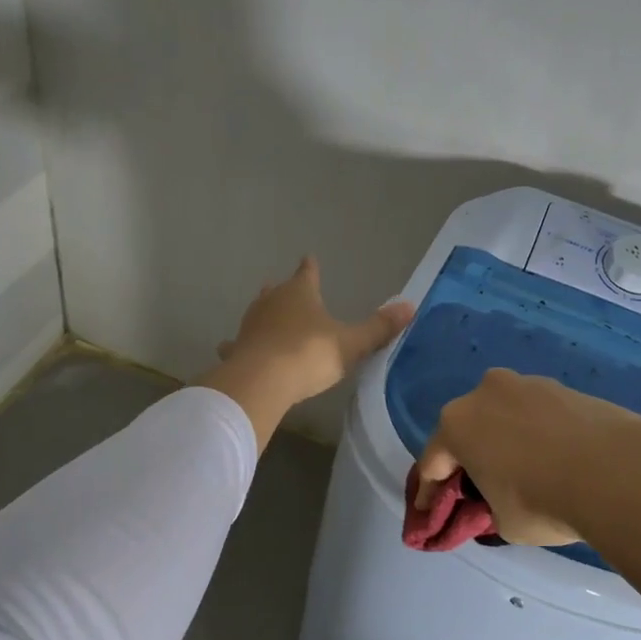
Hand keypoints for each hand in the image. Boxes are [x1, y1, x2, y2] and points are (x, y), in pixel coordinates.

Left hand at [197, 257, 412, 448]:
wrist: (262, 380)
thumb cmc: (309, 355)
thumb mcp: (351, 344)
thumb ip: (378, 328)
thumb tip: (410, 305)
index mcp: (300, 293)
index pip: (307, 273)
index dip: (310, 268)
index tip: (309, 259)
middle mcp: (271, 302)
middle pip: (278, 291)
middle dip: (284, 291)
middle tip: (286, 289)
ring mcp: (250, 325)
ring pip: (257, 314)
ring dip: (263, 316)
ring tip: (267, 318)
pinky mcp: (236, 349)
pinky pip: (237, 344)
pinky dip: (237, 345)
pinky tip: (230, 349)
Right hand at [413, 369, 640, 546]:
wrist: (617, 472)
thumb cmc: (542, 501)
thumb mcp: (503, 523)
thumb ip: (488, 509)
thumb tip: (495, 504)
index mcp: (456, 424)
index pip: (433, 464)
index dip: (430, 495)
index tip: (432, 516)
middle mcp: (484, 393)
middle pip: (467, 431)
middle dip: (468, 460)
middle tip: (478, 490)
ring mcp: (526, 384)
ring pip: (504, 417)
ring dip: (504, 441)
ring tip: (523, 473)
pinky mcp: (564, 386)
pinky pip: (537, 415)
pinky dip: (537, 434)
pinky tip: (553, 459)